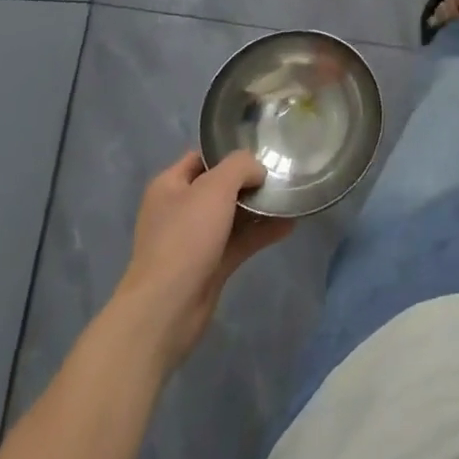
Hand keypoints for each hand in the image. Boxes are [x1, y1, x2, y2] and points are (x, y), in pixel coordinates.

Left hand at [114, 151, 294, 367]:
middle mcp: (180, 209)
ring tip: (291, 196)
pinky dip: (261, 232)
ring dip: (259, 207)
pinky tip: (289, 224)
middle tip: (282, 172)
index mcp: (170, 186)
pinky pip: (240, 240)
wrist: (167, 308)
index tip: (262, 150)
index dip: (229, 152)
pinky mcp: (210, 265)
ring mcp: (195, 239)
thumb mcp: (215, 187)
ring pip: (233, 215)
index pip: (202, 157)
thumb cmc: (185, 238)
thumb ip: (240, 166)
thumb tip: (257, 171)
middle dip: (250, 180)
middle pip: (220, 186)